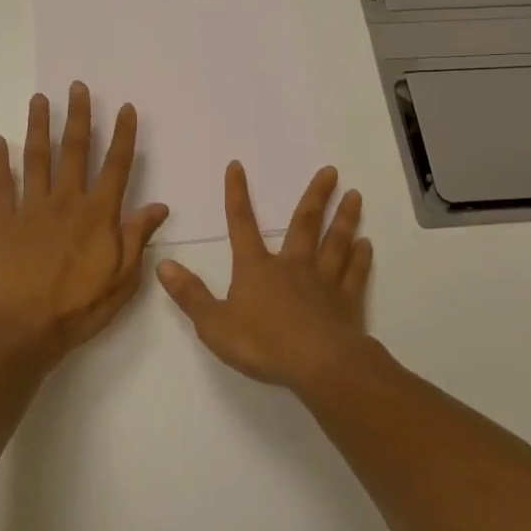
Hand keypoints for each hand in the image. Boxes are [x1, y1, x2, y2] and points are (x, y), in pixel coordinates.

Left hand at [0, 83, 170, 359]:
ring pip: (37, 159)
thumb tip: (158, 206)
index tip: (125, 108)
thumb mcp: (122, 280)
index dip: (123, 135)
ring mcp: (32, 209)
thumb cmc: (78, 308)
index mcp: (98, 215)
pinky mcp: (4, 223)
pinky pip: (0, 186)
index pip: (116, 166)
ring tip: (40, 99)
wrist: (22, 330)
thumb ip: (137, 238)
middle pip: (74, 150)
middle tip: (77, 87)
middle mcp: (66, 202)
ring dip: (39, 126)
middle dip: (78, 116)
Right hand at [157, 162, 373, 390]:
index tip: (237, 166)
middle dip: (315, 196)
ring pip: (335, 243)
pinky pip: (354, 274)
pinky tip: (366, 245)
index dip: (236, 194)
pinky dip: (360, 258)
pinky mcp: (346, 302)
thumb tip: (163, 264)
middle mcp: (292, 266)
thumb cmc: (263, 343)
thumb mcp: (214, 323)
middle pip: (304, 224)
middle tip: (331, 170)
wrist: (318, 365)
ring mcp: (323, 282)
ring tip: (355, 195)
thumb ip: (190, 294)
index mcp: (257, 268)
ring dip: (344, 218)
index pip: (241, 224)